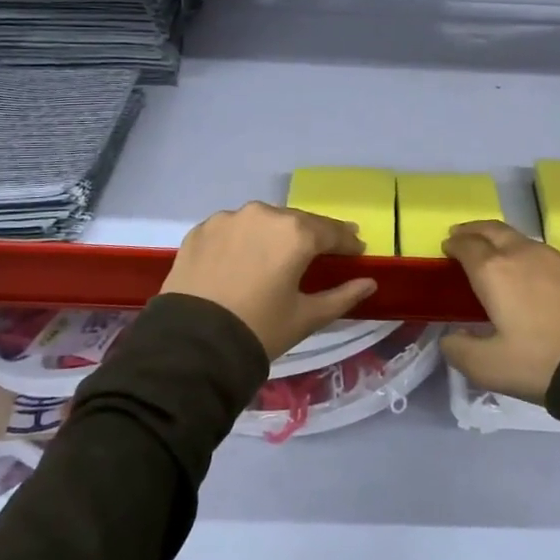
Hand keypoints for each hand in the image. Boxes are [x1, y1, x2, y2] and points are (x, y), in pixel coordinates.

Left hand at [161, 202, 377, 361]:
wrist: (191, 345)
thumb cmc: (260, 329)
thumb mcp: (307, 317)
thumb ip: (343, 295)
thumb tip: (369, 282)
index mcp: (296, 233)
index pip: (332, 231)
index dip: (348, 242)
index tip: (356, 250)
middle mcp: (264, 214)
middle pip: (297, 222)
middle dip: (311, 236)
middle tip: (319, 252)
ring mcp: (229, 219)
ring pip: (262, 222)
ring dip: (274, 235)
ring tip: (276, 256)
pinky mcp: (201, 230)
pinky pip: (232, 230)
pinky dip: (242, 240)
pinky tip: (241, 260)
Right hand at [440, 221, 559, 403]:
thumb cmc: (545, 359)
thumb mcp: (491, 368)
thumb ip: (461, 352)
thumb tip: (449, 339)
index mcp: (494, 271)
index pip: (467, 245)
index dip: (454, 244)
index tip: (447, 246)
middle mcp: (523, 253)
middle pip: (493, 230)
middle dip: (474, 230)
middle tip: (463, 235)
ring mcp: (558, 257)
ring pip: (522, 240)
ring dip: (503, 241)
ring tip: (497, 255)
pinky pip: (548, 254)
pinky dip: (531, 257)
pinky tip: (537, 276)